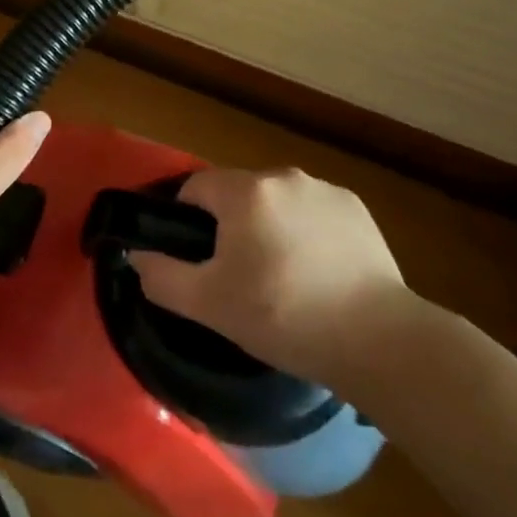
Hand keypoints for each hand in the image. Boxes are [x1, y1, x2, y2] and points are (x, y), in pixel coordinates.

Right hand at [131, 168, 405, 379]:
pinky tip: (320, 274)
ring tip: (284, 280)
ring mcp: (325, 189)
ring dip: (269, 228)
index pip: (196, 188)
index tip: (200, 261)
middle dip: (230, 227)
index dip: (187, 222)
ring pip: (276, 203)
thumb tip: (137, 256)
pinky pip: (313, 212)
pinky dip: (306, 233)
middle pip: (237, 194)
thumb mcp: (210, 305)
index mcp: (245, 191)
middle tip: (240, 278)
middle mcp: (284, 176)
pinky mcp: (356, 208)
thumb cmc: (284, 317)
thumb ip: (162, 276)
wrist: (379, 340)